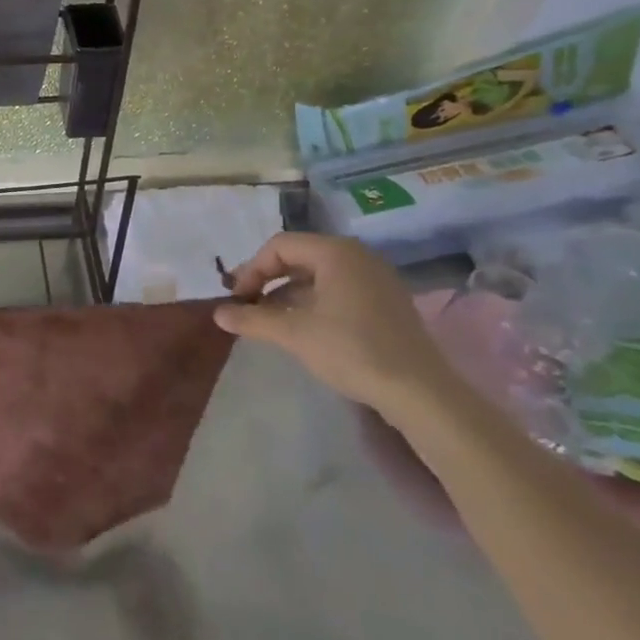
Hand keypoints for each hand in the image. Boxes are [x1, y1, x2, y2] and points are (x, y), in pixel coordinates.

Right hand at [213, 232, 461, 424]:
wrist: (421, 393)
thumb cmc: (352, 350)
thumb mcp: (294, 334)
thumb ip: (253, 319)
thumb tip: (218, 313)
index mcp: (336, 252)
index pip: (279, 246)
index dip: (251, 269)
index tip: (237, 299)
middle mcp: (357, 256)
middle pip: (299, 256)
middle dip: (268, 280)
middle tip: (249, 305)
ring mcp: (376, 278)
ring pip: (319, 275)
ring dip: (289, 293)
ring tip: (271, 320)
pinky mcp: (386, 302)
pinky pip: (339, 290)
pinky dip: (314, 302)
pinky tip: (305, 328)